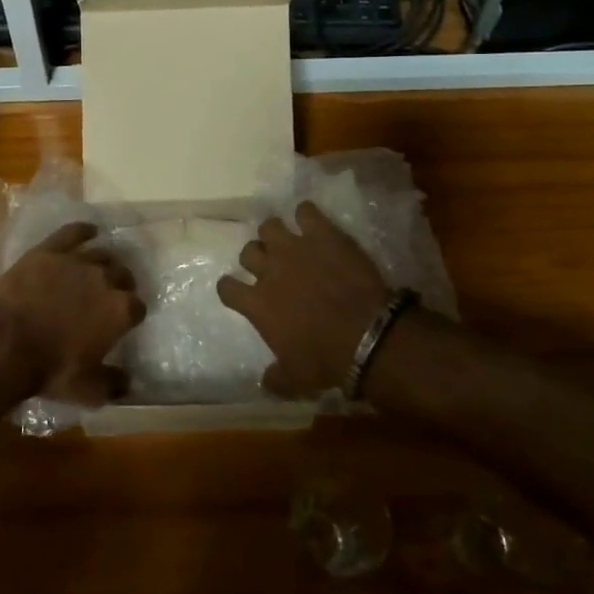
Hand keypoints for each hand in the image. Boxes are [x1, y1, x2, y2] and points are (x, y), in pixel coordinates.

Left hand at [0, 222, 144, 405]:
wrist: (6, 344)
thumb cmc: (50, 370)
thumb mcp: (87, 390)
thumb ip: (113, 384)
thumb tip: (129, 382)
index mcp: (120, 310)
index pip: (137, 307)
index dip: (131, 315)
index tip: (123, 322)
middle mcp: (105, 279)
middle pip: (123, 274)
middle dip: (121, 284)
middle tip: (109, 295)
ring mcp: (77, 261)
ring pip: (101, 254)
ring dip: (105, 262)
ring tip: (99, 269)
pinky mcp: (49, 251)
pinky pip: (72, 232)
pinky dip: (83, 230)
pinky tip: (89, 231)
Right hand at [217, 202, 392, 396]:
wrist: (366, 333)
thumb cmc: (327, 359)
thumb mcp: (296, 380)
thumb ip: (276, 378)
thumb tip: (264, 382)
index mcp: (257, 304)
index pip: (227, 287)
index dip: (231, 288)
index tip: (239, 291)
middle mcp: (269, 270)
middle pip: (249, 251)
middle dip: (257, 257)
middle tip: (272, 266)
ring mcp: (295, 248)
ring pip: (270, 226)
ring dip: (276, 234)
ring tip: (289, 241)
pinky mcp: (322, 234)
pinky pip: (305, 211)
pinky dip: (307, 215)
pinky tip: (313, 223)